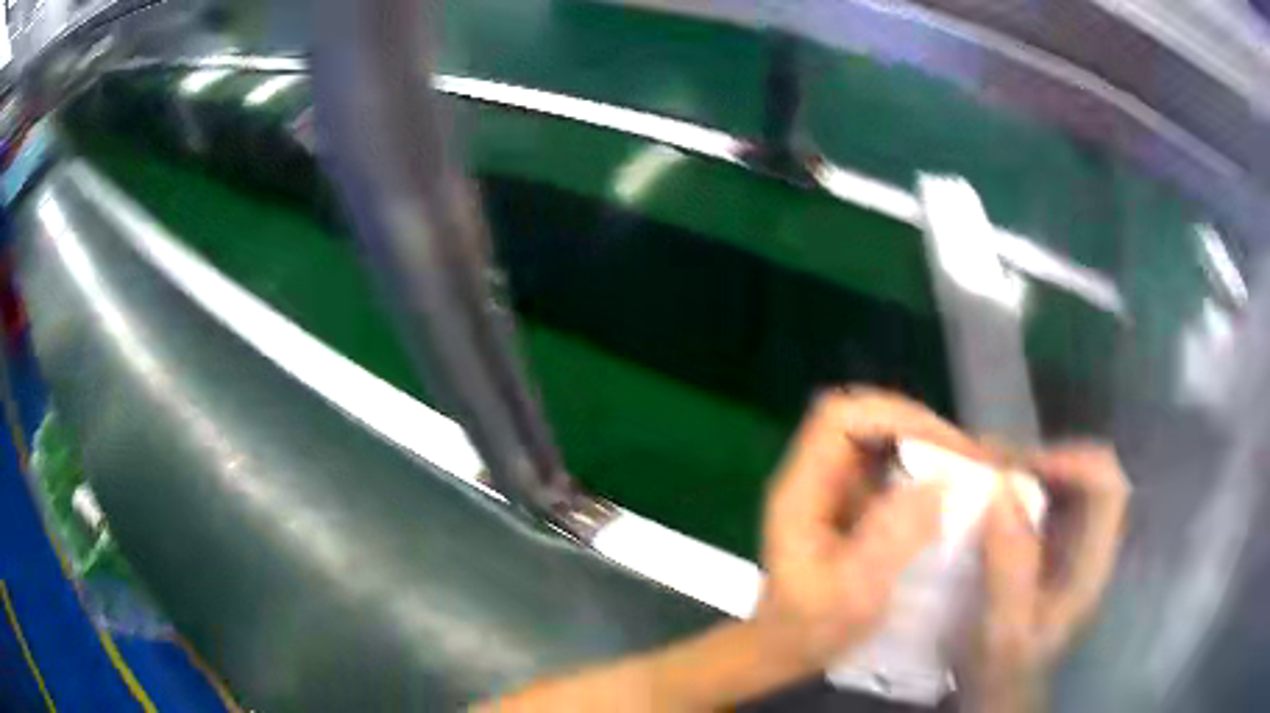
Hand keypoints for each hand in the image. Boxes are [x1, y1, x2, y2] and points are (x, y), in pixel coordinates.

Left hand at [752, 387, 991, 673]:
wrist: (785, 648)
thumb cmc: (810, 628)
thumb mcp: (852, 593)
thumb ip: (891, 538)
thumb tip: (938, 483)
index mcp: (801, 490)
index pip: (840, 418)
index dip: (893, 417)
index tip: (943, 445)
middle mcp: (816, 476)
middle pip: (866, 419)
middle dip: (919, 428)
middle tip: (966, 457)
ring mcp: (834, 486)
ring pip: (882, 439)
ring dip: (925, 446)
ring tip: (965, 469)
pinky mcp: (852, 502)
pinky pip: (890, 467)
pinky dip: (922, 469)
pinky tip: (948, 491)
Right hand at [970, 442, 1129, 711]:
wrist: (995, 689)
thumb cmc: (1000, 668)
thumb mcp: (1002, 629)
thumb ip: (1009, 568)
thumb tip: (1001, 492)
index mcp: (1092, 565)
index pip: (1107, 487)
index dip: (1073, 462)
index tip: (1021, 467)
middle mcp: (1091, 544)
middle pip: (1092, 473)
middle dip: (1048, 457)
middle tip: (996, 462)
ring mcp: (1073, 542)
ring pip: (1069, 479)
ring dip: (1032, 467)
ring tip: (987, 470)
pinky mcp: (1052, 543)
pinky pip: (1047, 495)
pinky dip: (1021, 483)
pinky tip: (990, 493)